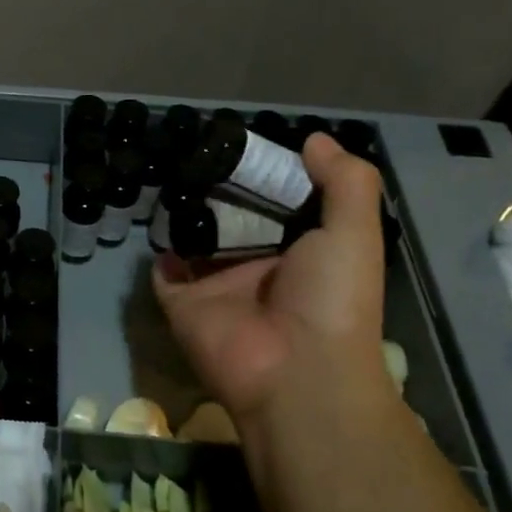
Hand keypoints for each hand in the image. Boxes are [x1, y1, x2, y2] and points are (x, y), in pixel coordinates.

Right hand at [152, 134, 393, 445]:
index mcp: (299, 251)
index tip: (244, 143)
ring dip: (184, 213)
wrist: (296, 372)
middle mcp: (257, 265)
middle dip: (216, 190)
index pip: (278, 204)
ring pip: (194, 240)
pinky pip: (164, 271)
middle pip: (231, 218)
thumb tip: (314, 139)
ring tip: (170, 174)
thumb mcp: (354, 233)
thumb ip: (345, 183)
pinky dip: (159, 250)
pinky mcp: (182, 302)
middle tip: (195, 152)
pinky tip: (157, 219)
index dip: (265, 175)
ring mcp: (216, 284)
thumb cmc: (332, 299)